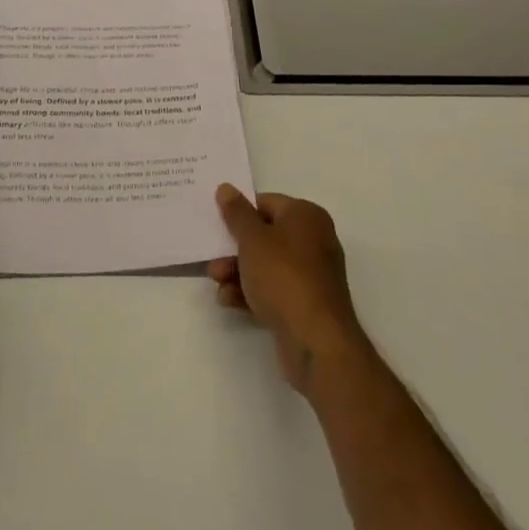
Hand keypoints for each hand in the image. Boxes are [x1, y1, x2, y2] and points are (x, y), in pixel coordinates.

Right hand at [210, 186, 367, 392]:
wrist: (316, 341)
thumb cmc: (283, 276)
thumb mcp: (253, 239)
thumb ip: (237, 213)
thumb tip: (226, 188)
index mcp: (306, 216)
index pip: (266, 203)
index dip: (240, 212)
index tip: (217, 224)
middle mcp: (313, 240)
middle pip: (265, 235)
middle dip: (235, 248)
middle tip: (212, 257)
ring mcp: (311, 274)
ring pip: (266, 264)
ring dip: (238, 272)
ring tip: (216, 281)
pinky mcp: (305, 303)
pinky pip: (273, 289)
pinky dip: (251, 292)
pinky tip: (229, 300)